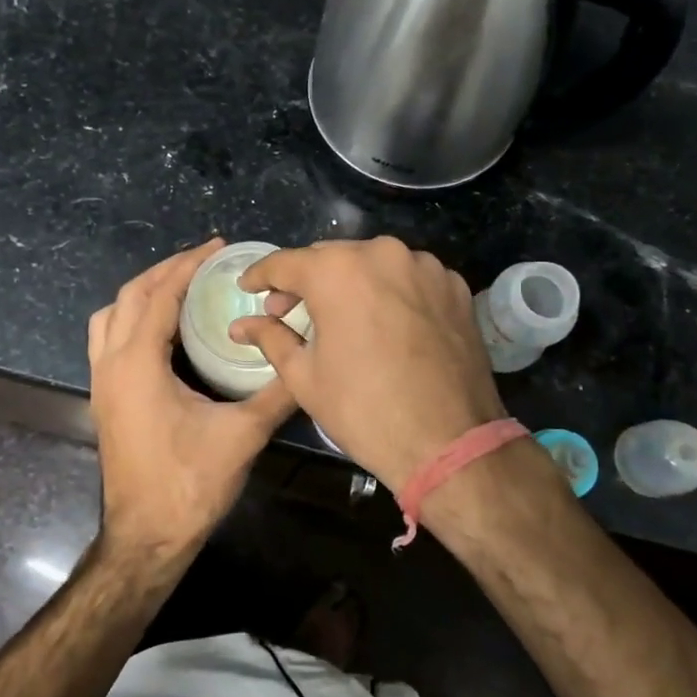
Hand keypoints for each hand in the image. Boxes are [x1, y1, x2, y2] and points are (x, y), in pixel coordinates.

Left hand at [88, 240, 296, 558]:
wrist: (146, 538)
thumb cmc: (189, 484)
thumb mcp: (242, 435)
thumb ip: (277, 394)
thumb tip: (309, 362)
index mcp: (137, 363)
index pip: (159, 294)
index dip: (188, 265)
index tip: (217, 247)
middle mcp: (110, 364)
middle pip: (129, 296)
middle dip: (165, 271)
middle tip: (204, 261)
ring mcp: (101, 382)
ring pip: (110, 316)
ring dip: (143, 293)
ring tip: (181, 287)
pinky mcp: (104, 399)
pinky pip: (108, 339)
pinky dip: (132, 318)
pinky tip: (164, 331)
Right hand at [231, 237, 505, 489]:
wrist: (450, 442)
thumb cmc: (363, 410)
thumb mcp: (304, 376)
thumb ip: (271, 338)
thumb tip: (241, 325)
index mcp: (337, 270)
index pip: (285, 263)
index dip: (260, 276)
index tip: (248, 287)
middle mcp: (382, 253)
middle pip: (330, 258)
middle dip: (306, 280)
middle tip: (289, 310)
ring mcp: (425, 266)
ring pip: (373, 264)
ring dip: (350, 283)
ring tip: (340, 317)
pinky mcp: (455, 286)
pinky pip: (409, 278)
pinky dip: (390, 291)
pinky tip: (384, 322)